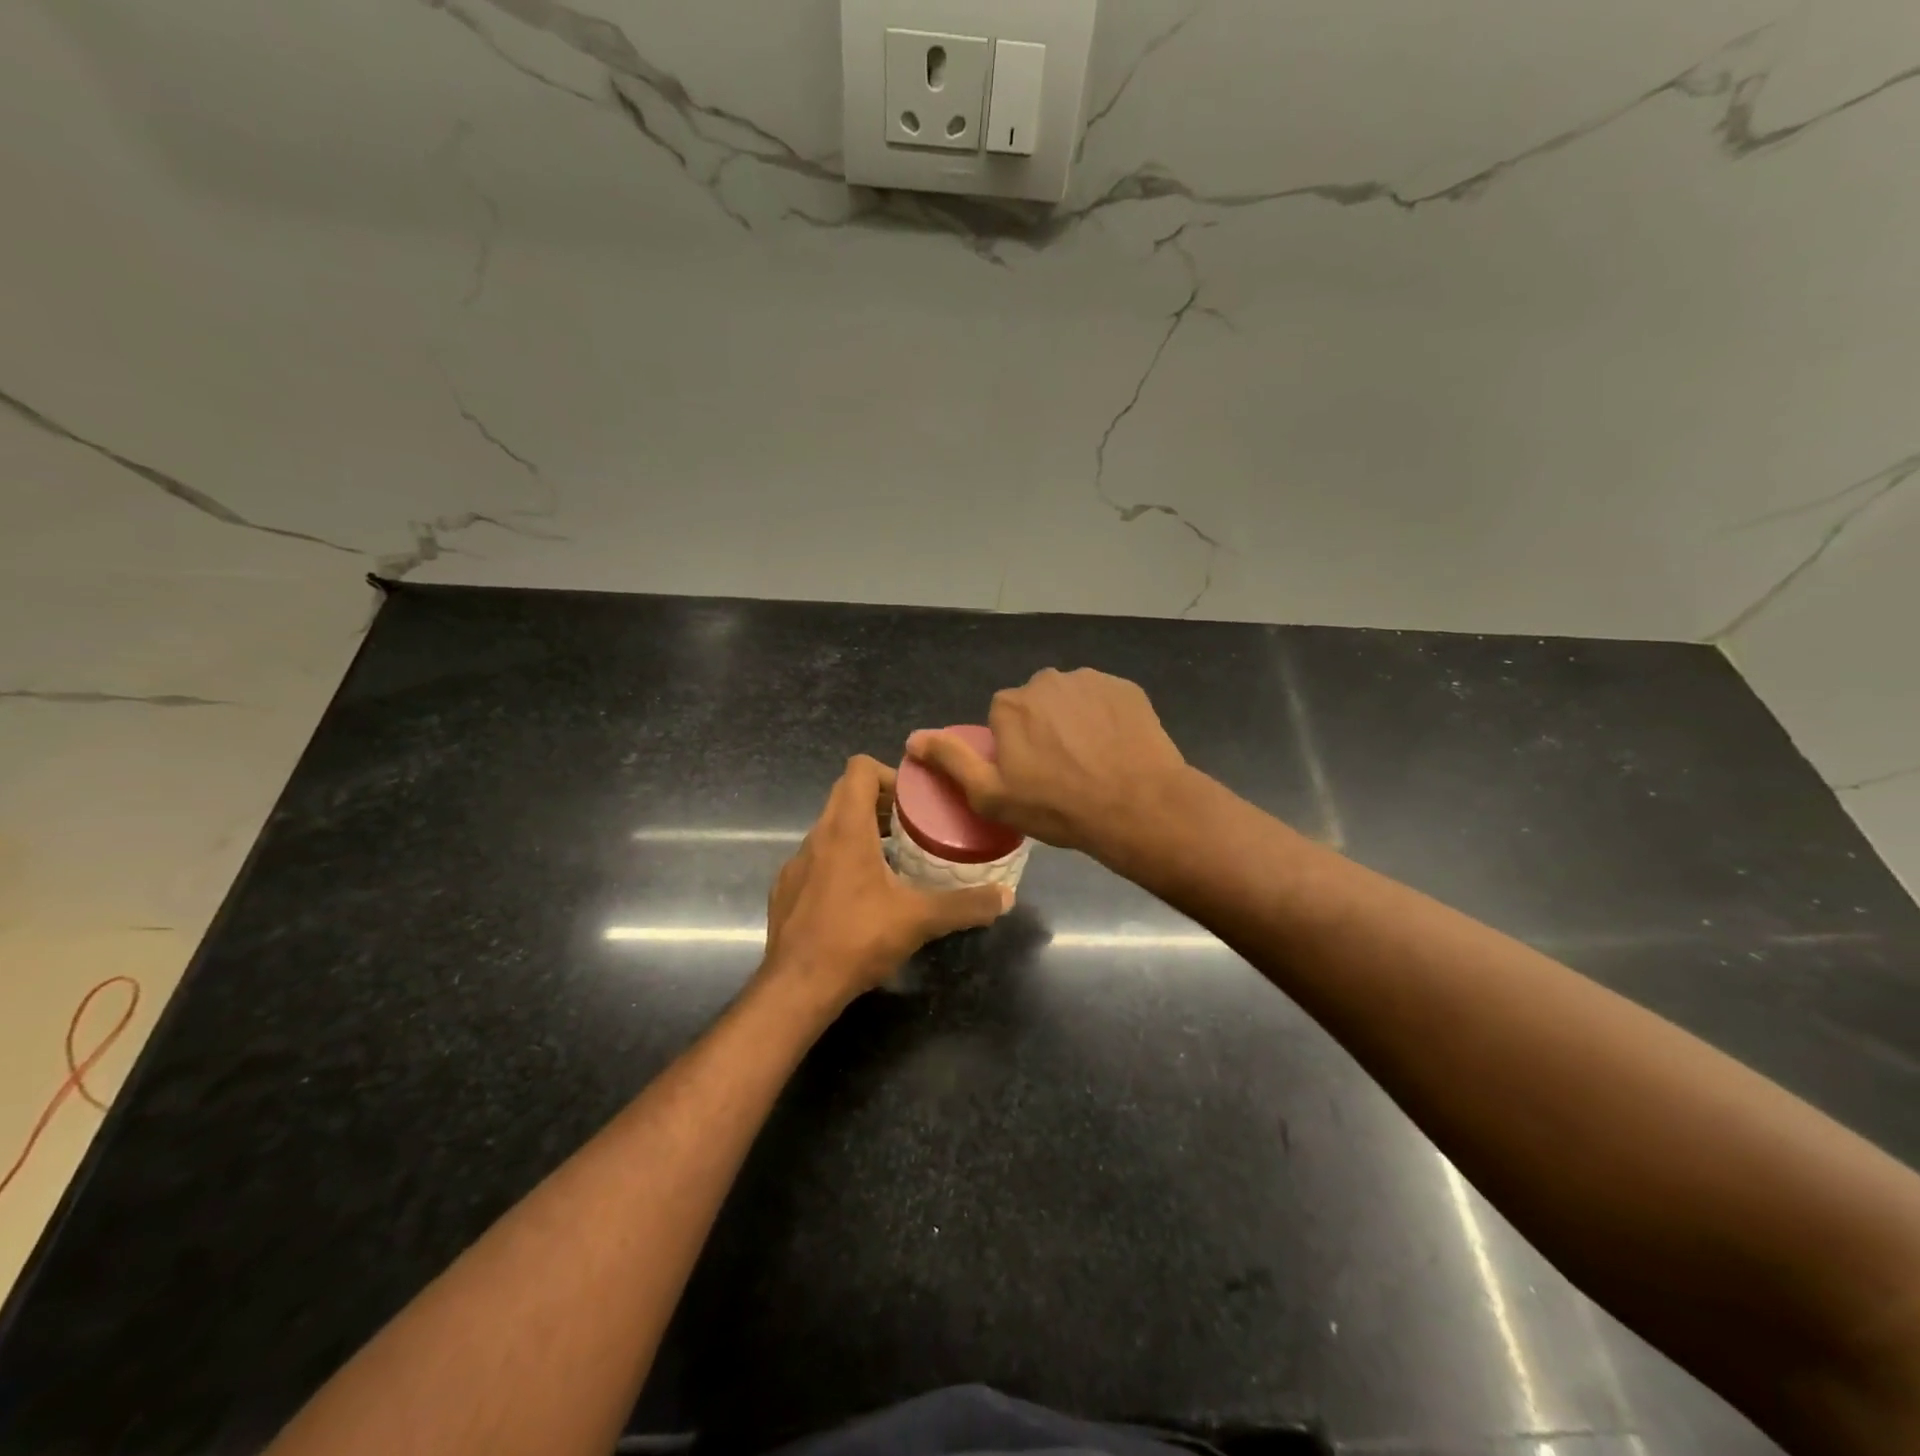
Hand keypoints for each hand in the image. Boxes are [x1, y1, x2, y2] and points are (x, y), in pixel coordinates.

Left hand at [761, 755, 1012, 1006]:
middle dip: (881, 803)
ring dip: (861, 833)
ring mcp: (797, 863)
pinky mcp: (786, 889)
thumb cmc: (857, 939)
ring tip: (893, 860)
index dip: (889, 774)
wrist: (797, 987)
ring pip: (831, 828)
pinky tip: (860, 897)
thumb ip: (965, 905)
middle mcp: (816, 836)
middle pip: (846, 794)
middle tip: (913, 827)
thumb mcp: (919, 920)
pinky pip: (817, 859)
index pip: (859, 769)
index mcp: (846, 829)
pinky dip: (840, 862)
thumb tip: (1005, 897)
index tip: (915, 799)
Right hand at [906, 668, 1187, 859]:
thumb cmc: (1058, 807)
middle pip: (1036, 704)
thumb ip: (951, 761)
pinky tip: (1116, 748)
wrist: (1137, 806)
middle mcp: (1047, 681)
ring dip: (1075, 721)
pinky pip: (1105, 700)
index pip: (1002, 718)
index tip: (1030, 776)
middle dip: (1043, 729)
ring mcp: (1091, 681)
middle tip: (1061, 771)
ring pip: (1071, 699)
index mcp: (1011, 705)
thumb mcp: (991, 795)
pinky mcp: (1127, 688)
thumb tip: (913, 739)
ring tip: (1092, 761)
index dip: (1013, 747)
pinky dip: (1106, 718)